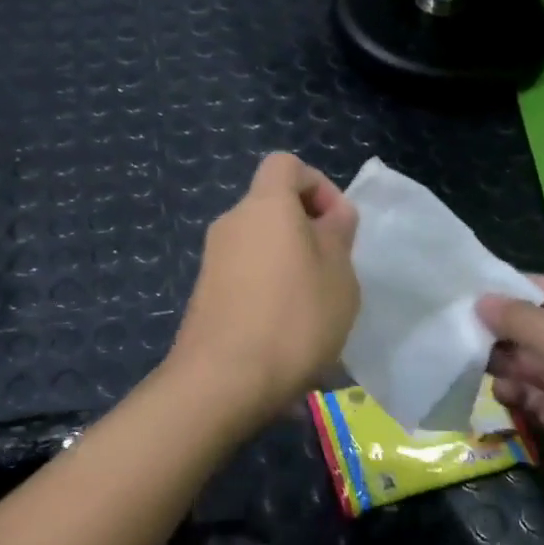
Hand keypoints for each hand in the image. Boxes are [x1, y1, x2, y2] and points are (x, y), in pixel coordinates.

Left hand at [169, 153, 359, 427]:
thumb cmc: (294, 317)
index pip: (286, 164)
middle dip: (308, 229)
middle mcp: (232, 222)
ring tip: (315, 307)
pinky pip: (246, 274)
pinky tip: (286, 330)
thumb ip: (338, 233)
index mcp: (264, 205)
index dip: (317, 184)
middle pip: (272, 206)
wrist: (223, 379)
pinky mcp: (205, 293)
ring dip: (290, 263)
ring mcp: (213, 259)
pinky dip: (268, 288)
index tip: (337, 224)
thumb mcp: (338, 272)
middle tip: (334, 270)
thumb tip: (331, 214)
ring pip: (261, 244)